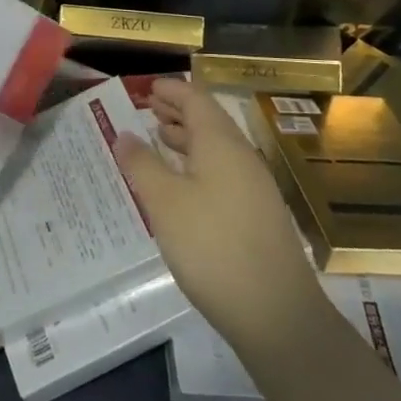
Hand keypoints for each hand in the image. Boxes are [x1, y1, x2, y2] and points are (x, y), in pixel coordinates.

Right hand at [115, 78, 320, 366]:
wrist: (275, 313)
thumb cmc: (212, 246)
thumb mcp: (165, 202)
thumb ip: (142, 164)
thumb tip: (124, 134)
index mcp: (221, 144)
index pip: (196, 99)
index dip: (172, 90)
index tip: (147, 87)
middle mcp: (242, 157)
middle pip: (209, 121)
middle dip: (178, 112)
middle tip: (147, 109)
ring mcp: (254, 187)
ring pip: (216, 148)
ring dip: (187, 139)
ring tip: (158, 139)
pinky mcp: (257, 215)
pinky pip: (223, 172)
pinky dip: (197, 164)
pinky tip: (181, 185)